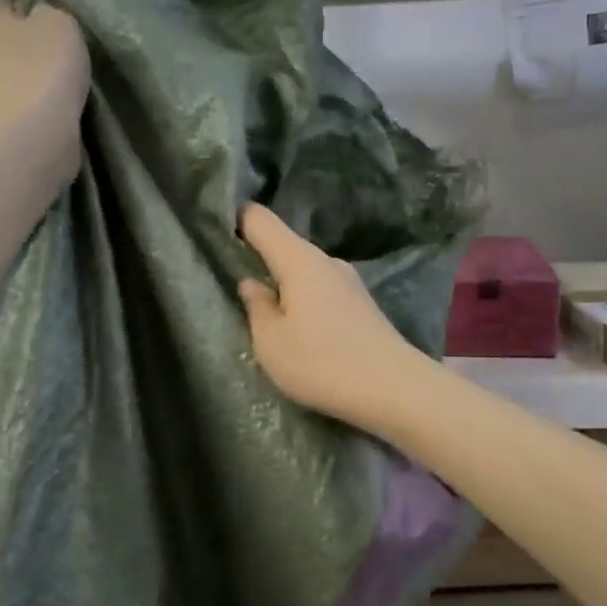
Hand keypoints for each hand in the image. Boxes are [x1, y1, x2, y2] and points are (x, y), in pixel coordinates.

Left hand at [0, 0, 89, 123]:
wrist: (30, 135)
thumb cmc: (41, 66)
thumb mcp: (60, 22)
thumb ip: (50, 9)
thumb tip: (41, 16)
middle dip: (27, 22)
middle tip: (64, 31)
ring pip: (5, 52)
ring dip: (29, 56)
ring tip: (64, 64)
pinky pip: (12, 83)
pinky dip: (30, 84)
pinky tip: (55, 90)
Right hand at [237, 204, 425, 429]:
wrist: (395, 389)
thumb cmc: (323, 363)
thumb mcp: (272, 342)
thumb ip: (256, 307)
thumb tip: (251, 282)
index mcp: (299, 260)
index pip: (260, 220)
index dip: (234, 216)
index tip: (212, 224)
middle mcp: (327, 261)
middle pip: (284, 245)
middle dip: (257, 256)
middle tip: (227, 275)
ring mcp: (349, 282)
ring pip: (304, 271)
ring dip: (283, 283)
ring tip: (262, 308)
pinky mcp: (362, 304)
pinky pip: (321, 290)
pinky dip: (303, 299)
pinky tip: (298, 325)